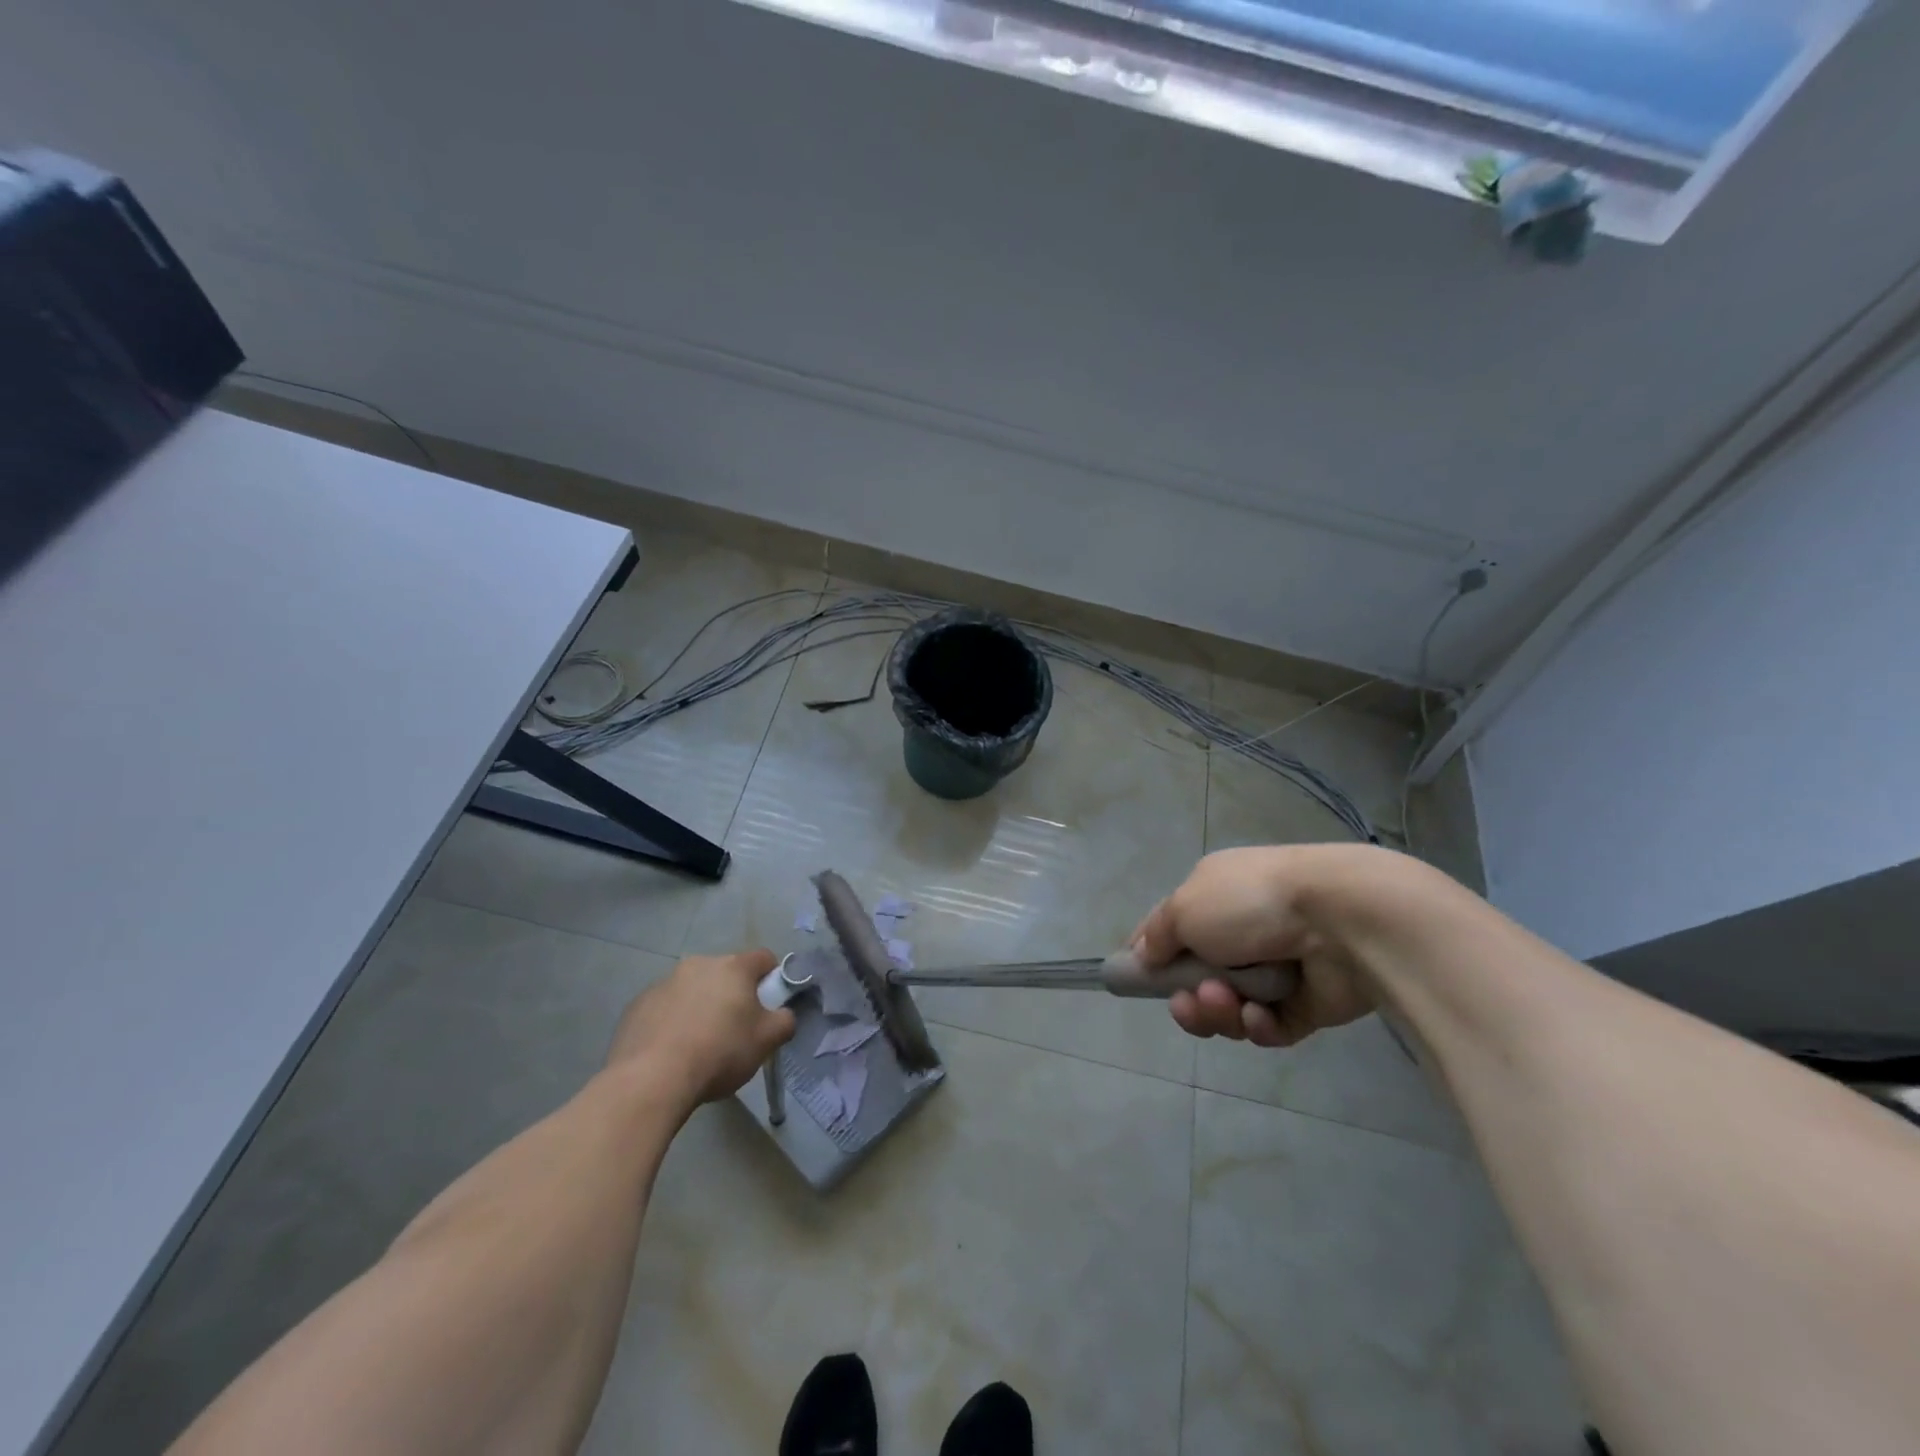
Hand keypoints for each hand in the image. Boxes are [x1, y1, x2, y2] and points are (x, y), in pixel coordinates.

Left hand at [606, 949, 795, 1110]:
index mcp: (733, 967)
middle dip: (732, 995)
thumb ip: (784, 1021)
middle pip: (725, 973)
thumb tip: (783, 1014)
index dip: (771, 978)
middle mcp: (698, 964)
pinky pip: (664, 1007)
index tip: (768, 1005)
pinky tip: (670, 1051)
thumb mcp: (766, 1041)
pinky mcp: (637, 1005)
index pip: (763, 958)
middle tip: (734, 1030)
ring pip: (692, 989)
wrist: (651, 1079)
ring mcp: (664, 982)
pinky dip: (671, 1021)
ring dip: (700, 1006)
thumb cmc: (719, 1053)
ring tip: (698, 1045)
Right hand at [1133, 845, 1379, 1047]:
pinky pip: (1268, 1027)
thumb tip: (1142, 956)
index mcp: (1214, 896)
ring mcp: (1275, 969)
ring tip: (1227, 1001)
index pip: (1171, 927)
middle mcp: (1242, 930)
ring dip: (1219, 1011)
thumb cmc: (1249, 903)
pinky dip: (1258, 1025)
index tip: (1135, 978)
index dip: (1150, 953)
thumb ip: (1158, 935)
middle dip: (1188, 997)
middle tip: (1187, 1003)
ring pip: (1229, 1007)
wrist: (1340, 920)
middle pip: (1198, 978)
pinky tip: (1260, 1015)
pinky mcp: (1306, 1005)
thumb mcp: (1184, 907)